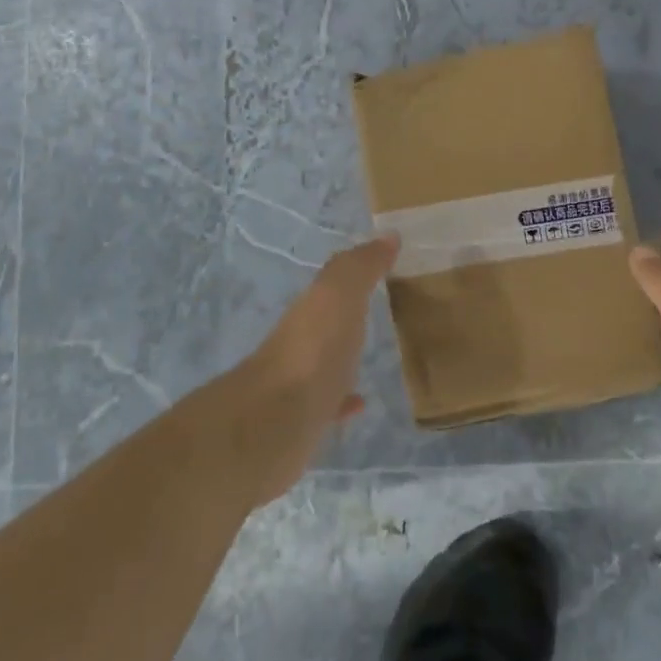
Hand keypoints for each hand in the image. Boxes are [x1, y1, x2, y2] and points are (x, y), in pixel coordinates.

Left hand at [237, 233, 399, 502]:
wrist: (273, 425)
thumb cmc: (313, 350)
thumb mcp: (339, 294)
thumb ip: (361, 266)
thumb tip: (388, 235)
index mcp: (311, 308)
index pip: (334, 282)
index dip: (356, 272)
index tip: (385, 266)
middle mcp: (301, 339)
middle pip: (327, 320)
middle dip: (348, 313)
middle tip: (384, 308)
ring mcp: (300, 382)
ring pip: (327, 359)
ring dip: (345, 354)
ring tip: (375, 353)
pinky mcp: (303, 421)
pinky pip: (329, 402)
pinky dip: (344, 398)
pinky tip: (361, 402)